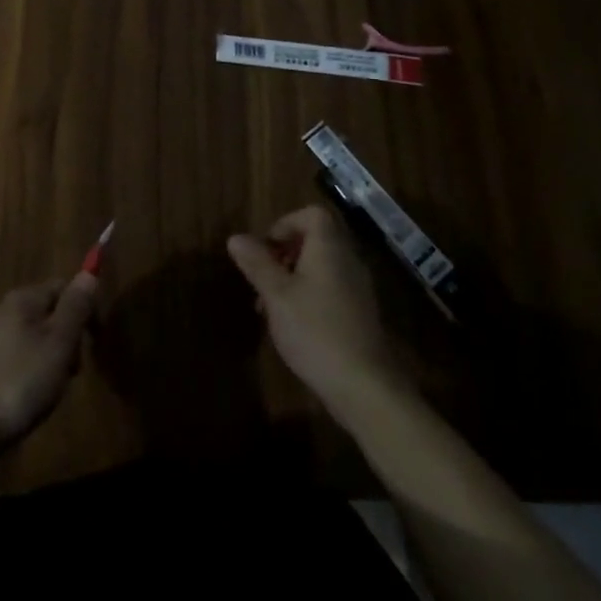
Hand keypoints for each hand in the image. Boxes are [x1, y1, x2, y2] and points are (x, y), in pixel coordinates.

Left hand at [0, 273, 97, 445]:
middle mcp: (8, 312)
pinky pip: (25, 361)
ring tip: (52, 391)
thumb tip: (89, 272)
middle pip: (53, 315)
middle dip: (70, 342)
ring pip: (41, 342)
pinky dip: (35, 377)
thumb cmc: (19, 381)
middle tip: (71, 371)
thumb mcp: (58, 343)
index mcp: (25, 299)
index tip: (94, 341)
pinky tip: (33, 399)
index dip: (85, 309)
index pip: (64, 287)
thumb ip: (75, 307)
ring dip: (54, 363)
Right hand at [227, 205, 398, 413]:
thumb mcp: (276, 295)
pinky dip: (308, 296)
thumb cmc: (314, 330)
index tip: (265, 249)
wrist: (364, 386)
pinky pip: (329, 289)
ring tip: (269, 306)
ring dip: (292, 278)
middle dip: (283, 254)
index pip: (312, 214)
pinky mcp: (359, 314)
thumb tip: (236, 238)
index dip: (285, 223)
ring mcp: (357, 289)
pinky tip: (291, 325)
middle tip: (262, 278)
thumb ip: (257, 264)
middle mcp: (348, 261)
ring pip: (320, 267)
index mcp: (329, 248)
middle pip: (315, 240)